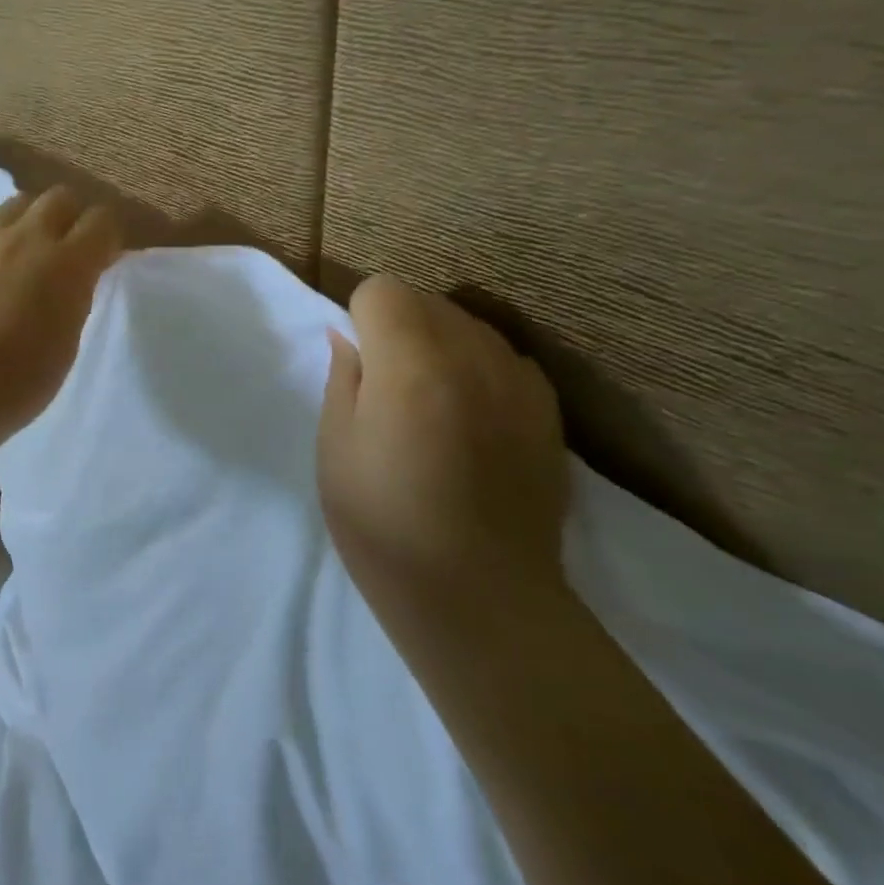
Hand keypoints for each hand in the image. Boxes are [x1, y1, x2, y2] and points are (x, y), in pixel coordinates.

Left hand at [0, 187, 121, 445]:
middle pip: (60, 197)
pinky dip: (0, 243)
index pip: (102, 220)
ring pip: (19, 204)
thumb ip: (75, 298)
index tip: (106, 259)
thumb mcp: (67, 342)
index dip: (108, 236)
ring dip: (34, 220)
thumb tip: (75, 279)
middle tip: (71, 250)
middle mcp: (27, 239)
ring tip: (31, 253)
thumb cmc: (19, 380)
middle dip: (73, 217)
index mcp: (67, 263)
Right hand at [317, 275, 568, 619]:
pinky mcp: (548, 409)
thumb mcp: (335, 448)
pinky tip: (472, 421)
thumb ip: (343, 377)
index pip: (382, 290)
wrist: (477, 594)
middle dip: (399, 325)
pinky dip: (479, 370)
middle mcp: (472, 355)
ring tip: (431, 406)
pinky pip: (503, 358)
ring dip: (440, 344)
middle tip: (387, 388)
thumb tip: (349, 335)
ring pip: (468, 325)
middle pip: (427, 300)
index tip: (358, 363)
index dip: (360, 318)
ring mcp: (519, 380)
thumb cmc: (382, 524)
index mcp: (410, 363)